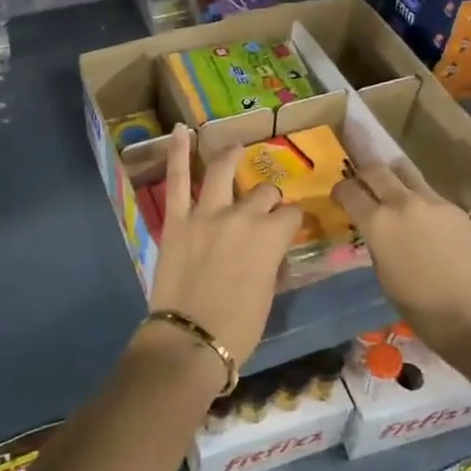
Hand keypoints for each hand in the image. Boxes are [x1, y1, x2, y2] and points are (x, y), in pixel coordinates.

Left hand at [144, 127, 302, 372]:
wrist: (190, 339)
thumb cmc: (238, 328)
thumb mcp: (268, 294)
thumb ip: (271, 263)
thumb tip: (270, 252)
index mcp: (271, 237)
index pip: (291, 216)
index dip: (293, 221)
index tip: (292, 227)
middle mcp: (243, 216)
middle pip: (263, 193)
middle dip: (268, 198)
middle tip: (264, 207)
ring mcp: (207, 213)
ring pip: (224, 171)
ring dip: (231, 156)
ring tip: (235, 148)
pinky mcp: (177, 218)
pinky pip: (178, 179)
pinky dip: (178, 153)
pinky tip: (179, 131)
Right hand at [332, 162, 470, 348]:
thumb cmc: (422, 309)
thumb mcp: (384, 278)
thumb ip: (376, 244)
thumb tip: (375, 231)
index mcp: (378, 223)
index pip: (349, 191)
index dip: (340, 191)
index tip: (340, 198)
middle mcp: (402, 203)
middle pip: (375, 170)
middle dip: (363, 173)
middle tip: (361, 184)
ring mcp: (433, 201)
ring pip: (405, 172)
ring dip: (392, 177)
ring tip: (391, 191)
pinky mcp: (456, 208)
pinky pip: (428, 192)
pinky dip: (417, 197)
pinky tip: (421, 216)